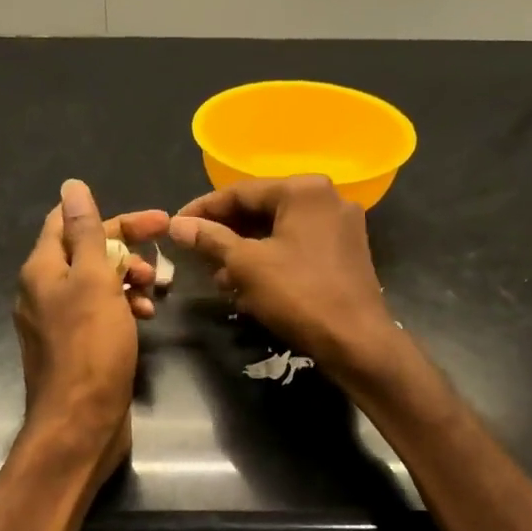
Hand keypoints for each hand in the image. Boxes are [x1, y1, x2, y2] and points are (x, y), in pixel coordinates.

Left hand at [16, 179, 168, 481]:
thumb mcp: (92, 281)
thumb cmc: (90, 348)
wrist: (79, 423)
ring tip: (155, 293)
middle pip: (87, 253)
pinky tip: (145, 318)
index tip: (158, 222)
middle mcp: (43, 291)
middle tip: (161, 264)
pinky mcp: (75, 347)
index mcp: (42, 269)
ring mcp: (58, 321)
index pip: (70, 221)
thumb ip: (86, 233)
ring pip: (97, 285)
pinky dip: (123, 309)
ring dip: (128, 281)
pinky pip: (100, 314)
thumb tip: (72, 185)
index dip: (115, 217)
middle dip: (127, 252)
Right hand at [169, 175, 401, 379]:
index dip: (203, 210)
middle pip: (261, 209)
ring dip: (245, 251)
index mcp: (303, 190)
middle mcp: (327, 198)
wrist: (356, 340)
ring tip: (218, 277)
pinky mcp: (345, 253)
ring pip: (278, 231)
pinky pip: (297, 247)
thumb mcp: (246, 265)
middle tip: (194, 253)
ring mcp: (341, 226)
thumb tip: (176, 225)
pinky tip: (249, 284)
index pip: (240, 192)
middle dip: (225, 234)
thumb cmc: (298, 294)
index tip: (175, 226)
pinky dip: (270, 260)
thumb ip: (210, 239)